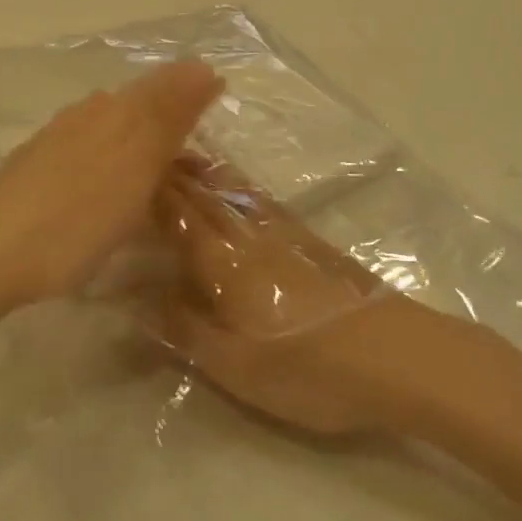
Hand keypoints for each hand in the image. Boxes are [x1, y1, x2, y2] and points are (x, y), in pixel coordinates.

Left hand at [0, 62, 222, 311]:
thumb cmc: (76, 219)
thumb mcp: (136, 168)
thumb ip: (169, 117)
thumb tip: (204, 67)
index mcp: (115, 110)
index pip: (167, 86)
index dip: (196, 95)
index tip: (220, 120)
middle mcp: (87, 113)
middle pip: (141, 102)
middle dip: (173, 119)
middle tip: (198, 158)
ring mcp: (57, 137)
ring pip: (114, 124)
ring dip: (143, 140)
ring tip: (161, 174)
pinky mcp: (37, 163)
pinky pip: (91, 147)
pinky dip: (114, 160)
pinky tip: (110, 184)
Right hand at [152, 158, 424, 435]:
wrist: (396, 355)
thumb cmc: (308, 368)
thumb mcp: (235, 365)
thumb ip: (185, 328)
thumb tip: (141, 298)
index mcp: (223, 259)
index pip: (177, 214)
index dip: (150, 193)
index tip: (125, 173)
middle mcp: (250, 233)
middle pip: (205, 193)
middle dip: (175, 172)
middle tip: (147, 152)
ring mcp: (285, 232)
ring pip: (236, 190)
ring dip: (207, 171)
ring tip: (186, 158)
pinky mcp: (310, 240)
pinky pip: (261, 200)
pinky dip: (239, 186)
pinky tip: (241, 193)